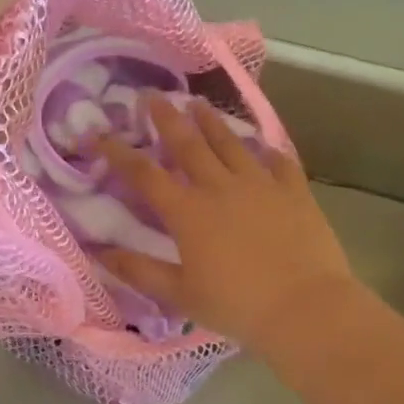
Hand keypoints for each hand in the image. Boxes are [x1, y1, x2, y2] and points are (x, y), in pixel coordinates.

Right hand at [98, 99, 356, 353]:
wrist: (305, 307)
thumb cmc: (237, 306)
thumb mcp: (180, 295)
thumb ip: (139, 271)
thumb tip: (100, 254)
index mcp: (189, 213)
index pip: (144, 174)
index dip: (118, 152)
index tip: (98, 133)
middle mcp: (221, 188)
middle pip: (188, 144)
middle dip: (167, 118)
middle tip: (152, 95)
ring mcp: (261, 185)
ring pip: (231, 144)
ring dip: (212, 122)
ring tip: (199, 104)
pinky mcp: (294, 192)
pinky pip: (279, 162)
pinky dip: (268, 151)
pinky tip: (264, 146)